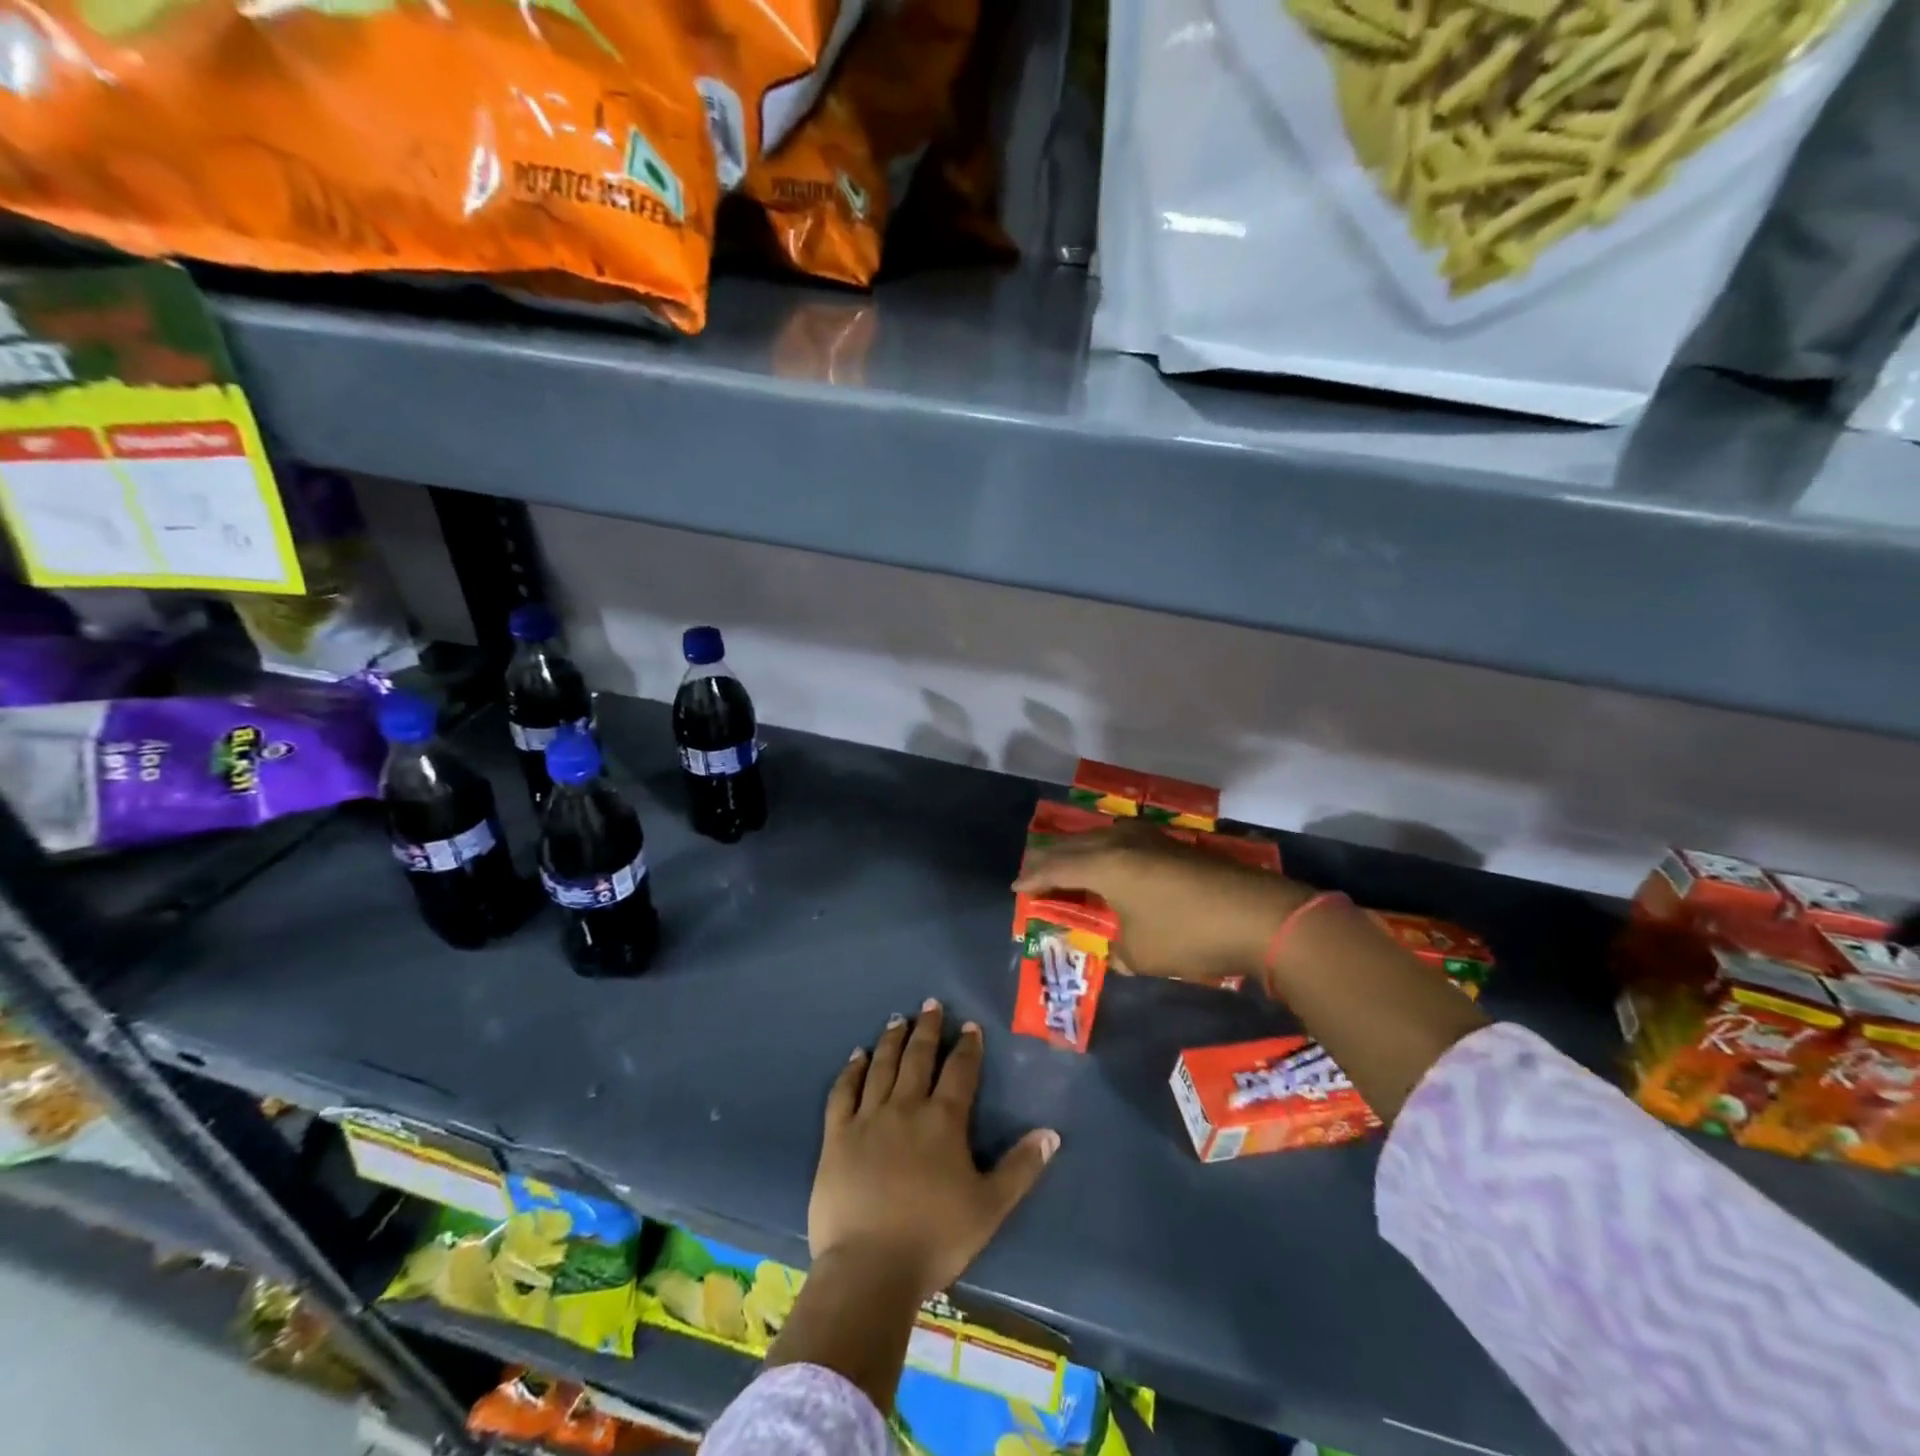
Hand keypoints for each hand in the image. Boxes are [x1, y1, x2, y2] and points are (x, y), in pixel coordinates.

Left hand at [810, 1000, 1058, 1302]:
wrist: (870, 1268)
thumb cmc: (935, 1238)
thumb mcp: (990, 1207)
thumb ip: (1021, 1168)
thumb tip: (1051, 1133)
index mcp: (944, 1120)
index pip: (960, 1071)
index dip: (967, 1046)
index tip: (969, 1026)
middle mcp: (906, 1107)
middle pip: (918, 1057)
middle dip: (927, 1029)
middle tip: (930, 1004)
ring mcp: (868, 1118)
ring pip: (882, 1066)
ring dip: (892, 1040)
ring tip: (897, 1019)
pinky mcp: (837, 1135)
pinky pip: (843, 1092)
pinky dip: (852, 1070)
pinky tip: (857, 1056)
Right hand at [1014, 821, 1311, 983]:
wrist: (1259, 915)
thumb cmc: (1188, 934)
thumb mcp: (1140, 953)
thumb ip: (1117, 949)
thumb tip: (1117, 948)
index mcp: (1103, 864)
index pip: (1055, 868)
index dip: (1033, 879)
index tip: (1016, 888)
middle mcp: (1120, 842)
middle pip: (1073, 846)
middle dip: (1050, 860)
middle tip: (1034, 873)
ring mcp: (1148, 839)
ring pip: (1099, 839)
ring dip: (1079, 853)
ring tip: (1068, 866)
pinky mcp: (1171, 845)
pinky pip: (1122, 843)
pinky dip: (1105, 854)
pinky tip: (1111, 865)